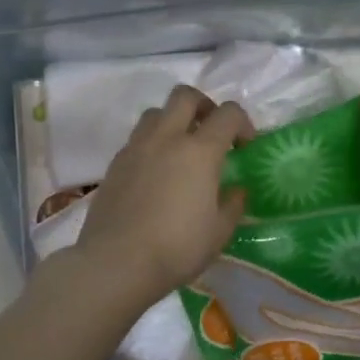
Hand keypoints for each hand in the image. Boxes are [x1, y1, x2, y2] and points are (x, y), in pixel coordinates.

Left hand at [72, 85, 253, 309]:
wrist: (115, 263)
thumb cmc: (176, 248)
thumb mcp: (219, 232)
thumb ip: (232, 205)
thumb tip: (236, 190)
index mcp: (200, 151)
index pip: (228, 113)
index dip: (242, 122)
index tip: (245, 145)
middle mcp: (167, 138)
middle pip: (185, 95)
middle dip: (204, 105)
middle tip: (211, 130)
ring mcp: (136, 148)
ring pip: (156, 112)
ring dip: (173, 121)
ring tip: (180, 149)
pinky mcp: (115, 164)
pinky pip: (137, 139)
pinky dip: (152, 144)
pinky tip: (156, 173)